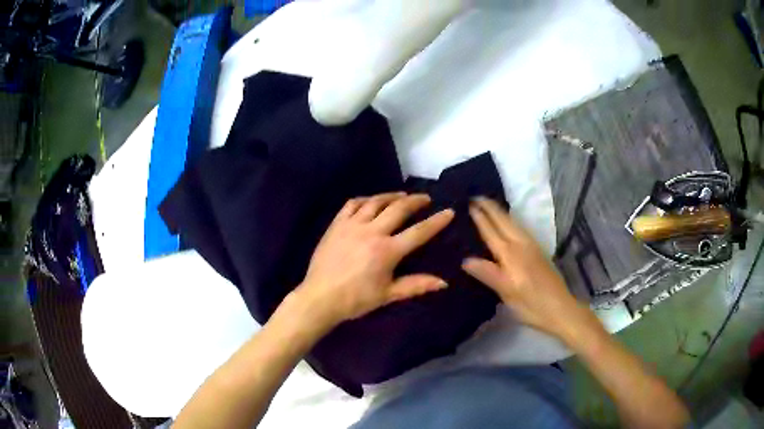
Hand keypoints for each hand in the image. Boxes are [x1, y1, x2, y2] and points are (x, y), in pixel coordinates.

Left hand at [294, 192, 453, 329]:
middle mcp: (372, 232)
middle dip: (415, 201)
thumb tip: (444, 282)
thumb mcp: (388, 295)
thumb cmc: (356, 300)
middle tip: (425, 198)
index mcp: (387, 251)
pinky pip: (352, 204)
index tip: (449, 211)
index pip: (418, 232)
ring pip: (375, 202)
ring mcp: (352, 225)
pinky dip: (365, 199)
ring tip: (402, 195)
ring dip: (392, 196)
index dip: (436, 221)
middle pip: (398, 209)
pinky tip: (371, 201)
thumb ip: (416, 285)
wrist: (320, 297)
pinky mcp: (337, 224)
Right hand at [462, 197, 598, 342]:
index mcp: (510, 254)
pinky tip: (508, 222)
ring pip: (513, 222)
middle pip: (504, 220)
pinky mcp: (538, 250)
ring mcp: (532, 246)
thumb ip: (487, 273)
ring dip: (500, 211)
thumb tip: (465, 259)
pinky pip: (519, 227)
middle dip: (490, 207)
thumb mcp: (507, 293)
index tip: (469, 202)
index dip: (480, 217)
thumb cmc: (532, 305)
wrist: (561, 308)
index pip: (491, 231)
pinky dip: (509, 220)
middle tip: (475, 196)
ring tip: (488, 204)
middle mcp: (521, 244)